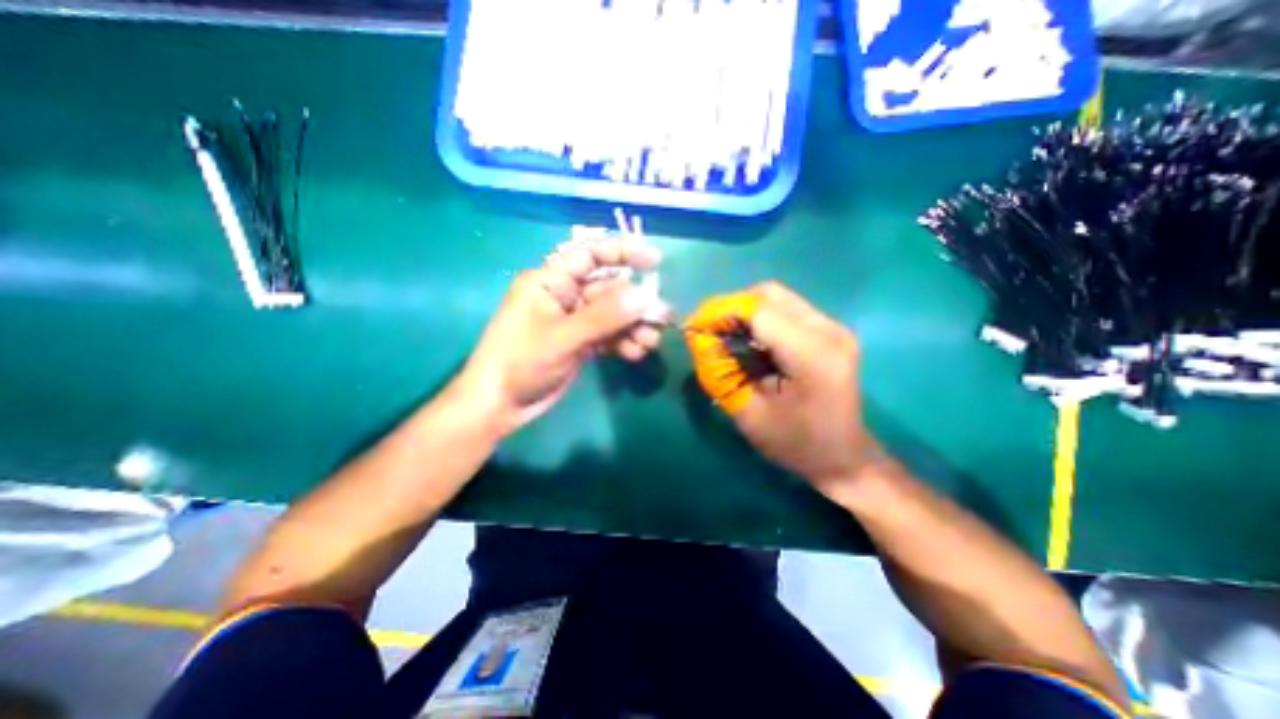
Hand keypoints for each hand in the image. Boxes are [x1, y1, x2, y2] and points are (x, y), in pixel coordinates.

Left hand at [452, 239, 663, 434]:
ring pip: (614, 316)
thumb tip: (646, 296)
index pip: (590, 256)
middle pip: (609, 290)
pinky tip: (635, 354)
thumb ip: (604, 316)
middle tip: (661, 318)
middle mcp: (565, 296)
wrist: (501, 405)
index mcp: (551, 281)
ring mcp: (575, 322)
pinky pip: (610, 336)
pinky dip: (624, 342)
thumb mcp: (563, 337)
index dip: (622, 253)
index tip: (655, 261)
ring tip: (650, 342)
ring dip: (634, 327)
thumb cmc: (521, 362)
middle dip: (636, 304)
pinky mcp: (581, 343)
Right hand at [691, 281, 880, 498]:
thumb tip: (697, 338)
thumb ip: (719, 373)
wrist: (843, 457)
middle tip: (709, 331)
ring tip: (726, 336)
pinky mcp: (830, 331)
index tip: (694, 327)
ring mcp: (833, 328)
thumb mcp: (748, 414)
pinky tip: (750, 340)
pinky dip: (760, 318)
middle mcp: (828, 331)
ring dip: (745, 312)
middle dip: (731, 308)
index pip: (759, 311)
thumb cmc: (795, 443)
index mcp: (812, 355)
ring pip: (777, 298)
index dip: (721, 312)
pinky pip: (787, 309)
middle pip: (769, 295)